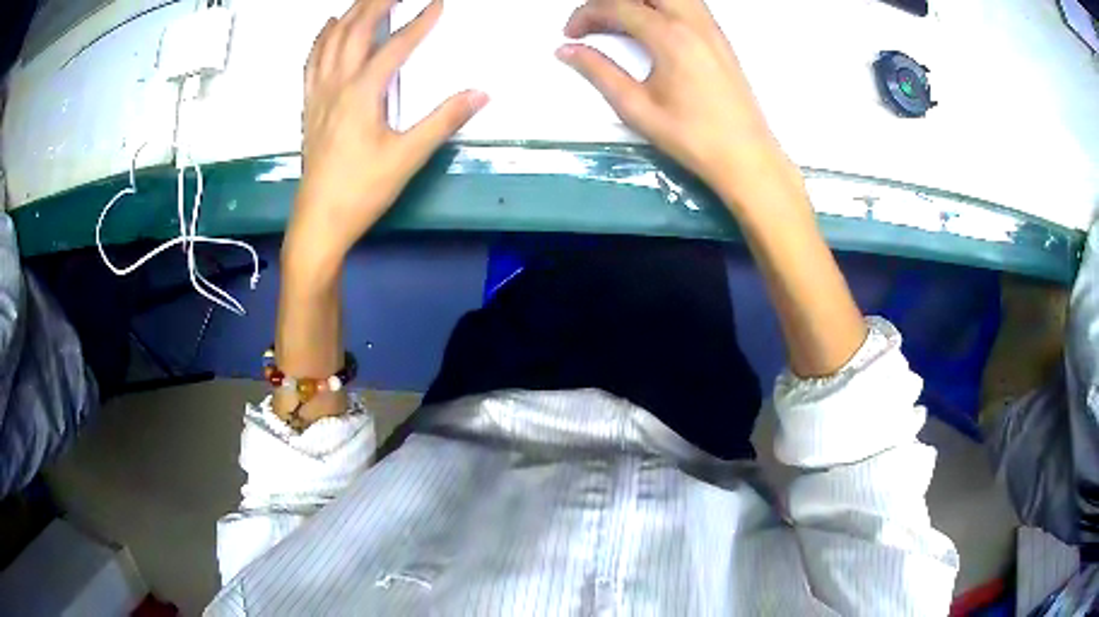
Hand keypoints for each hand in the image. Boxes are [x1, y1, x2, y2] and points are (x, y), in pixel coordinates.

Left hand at [289, 0, 488, 263]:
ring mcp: (318, 94)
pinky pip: (312, 61)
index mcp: (361, 94)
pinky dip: (321, 38)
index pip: (395, 46)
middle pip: (355, 30)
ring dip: (351, 13)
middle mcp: (336, 85)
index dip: (420, 22)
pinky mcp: (309, 106)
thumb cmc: (362, 191)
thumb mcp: (407, 157)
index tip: (438, 3)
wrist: (318, 221)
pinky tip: (328, 27)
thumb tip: (481, 93)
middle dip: (378, 2)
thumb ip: (444, 120)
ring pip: (331, 40)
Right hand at [557, 0, 794, 203]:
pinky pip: (686, 3)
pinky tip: (650, 26)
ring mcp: (710, 26)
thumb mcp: (636, 108)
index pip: (617, 6)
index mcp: (669, 36)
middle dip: (610, 1)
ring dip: (638, 1)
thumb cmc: (691, 137)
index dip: (585, 14)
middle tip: (593, 22)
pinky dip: (661, 5)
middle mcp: (692, 21)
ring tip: (619, 22)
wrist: (746, 156)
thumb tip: (566, 50)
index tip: (570, 34)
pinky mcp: (719, 36)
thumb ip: (599, 72)